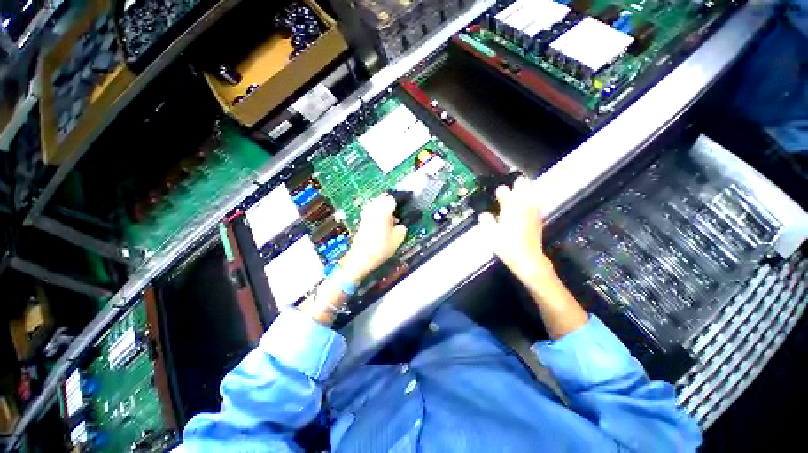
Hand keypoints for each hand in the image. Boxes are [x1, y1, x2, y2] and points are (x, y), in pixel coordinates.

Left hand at [340, 194, 406, 280]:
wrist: (361, 258)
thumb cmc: (381, 246)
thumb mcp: (398, 237)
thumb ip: (402, 227)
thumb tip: (400, 224)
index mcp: (383, 208)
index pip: (393, 198)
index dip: (400, 203)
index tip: (405, 209)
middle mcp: (373, 207)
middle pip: (383, 200)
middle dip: (391, 206)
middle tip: (398, 216)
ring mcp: (366, 214)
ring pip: (377, 206)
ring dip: (384, 211)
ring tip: (391, 223)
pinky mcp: (362, 221)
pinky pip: (372, 213)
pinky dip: (378, 216)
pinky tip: (383, 227)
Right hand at [478, 177, 552, 287]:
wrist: (528, 259)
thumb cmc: (508, 245)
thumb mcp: (491, 234)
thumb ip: (486, 221)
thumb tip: (484, 215)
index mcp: (511, 208)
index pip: (504, 192)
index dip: (500, 191)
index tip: (497, 191)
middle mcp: (524, 207)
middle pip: (523, 188)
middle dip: (517, 185)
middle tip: (513, 184)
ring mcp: (533, 212)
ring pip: (532, 194)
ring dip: (526, 191)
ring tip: (522, 190)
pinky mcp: (538, 219)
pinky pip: (536, 204)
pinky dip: (532, 200)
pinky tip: (530, 203)